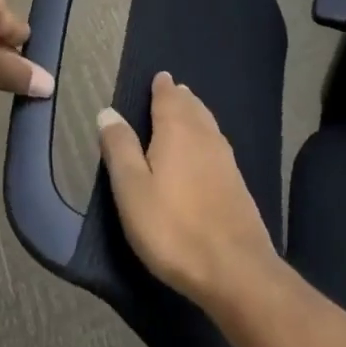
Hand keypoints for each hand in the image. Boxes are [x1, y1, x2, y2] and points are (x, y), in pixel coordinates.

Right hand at [96, 72, 282, 311]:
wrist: (235, 268)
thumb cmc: (173, 228)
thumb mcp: (132, 190)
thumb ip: (120, 149)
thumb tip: (108, 111)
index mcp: (177, 130)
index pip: (168, 97)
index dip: (162, 86)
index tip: (159, 77)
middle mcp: (204, 135)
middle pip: (191, 107)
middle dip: (179, 98)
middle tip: (171, 91)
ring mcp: (225, 158)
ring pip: (207, 124)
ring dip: (195, 114)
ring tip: (187, 111)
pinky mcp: (237, 183)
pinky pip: (217, 144)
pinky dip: (206, 136)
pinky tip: (205, 149)